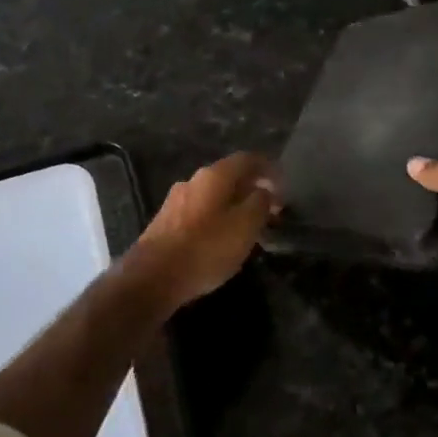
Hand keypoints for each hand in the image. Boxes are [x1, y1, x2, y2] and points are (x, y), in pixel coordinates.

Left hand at [124, 153, 277, 311]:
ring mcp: (176, 200)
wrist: (153, 276)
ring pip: (214, 194)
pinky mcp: (166, 221)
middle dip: (253, 188)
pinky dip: (218, 216)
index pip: (248, 159)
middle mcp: (193, 180)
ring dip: (235, 204)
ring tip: (250, 225)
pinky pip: (201, 210)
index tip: (284, 186)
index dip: (269, 169)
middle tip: (271, 208)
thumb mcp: (245, 226)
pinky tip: (223, 237)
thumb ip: (260, 203)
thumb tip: (264, 192)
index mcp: (214, 175)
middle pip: (230, 175)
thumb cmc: (206, 248)